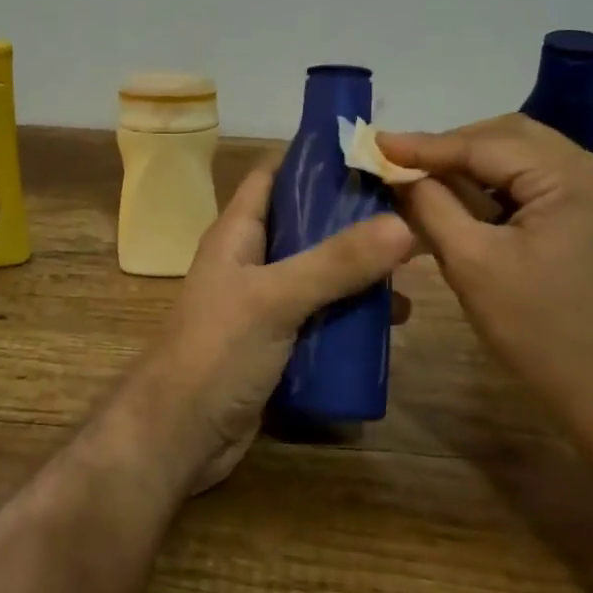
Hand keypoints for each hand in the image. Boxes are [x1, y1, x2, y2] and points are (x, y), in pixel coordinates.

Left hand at [127, 158, 412, 493]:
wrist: (177, 437)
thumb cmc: (215, 352)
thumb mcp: (275, 298)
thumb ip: (336, 263)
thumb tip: (404, 224)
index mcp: (238, 233)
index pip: (274, 176)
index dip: (316, 160)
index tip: (372, 155)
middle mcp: (251, 262)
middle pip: (306, 225)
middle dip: (354, 219)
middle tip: (412, 213)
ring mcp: (264, 305)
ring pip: (319, 274)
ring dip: (360, 271)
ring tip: (415, 268)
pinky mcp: (278, 345)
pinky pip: (322, 317)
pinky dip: (353, 315)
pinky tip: (393, 321)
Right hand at [376, 116, 592, 424]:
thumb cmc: (543, 334)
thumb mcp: (472, 265)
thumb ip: (430, 207)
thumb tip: (398, 173)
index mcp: (573, 177)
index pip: (485, 144)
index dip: (425, 145)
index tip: (376, 144)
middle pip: (512, 138)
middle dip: (455, 149)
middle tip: (405, 166)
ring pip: (530, 160)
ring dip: (480, 168)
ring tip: (433, 185)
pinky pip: (548, 186)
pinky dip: (507, 189)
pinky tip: (477, 208)